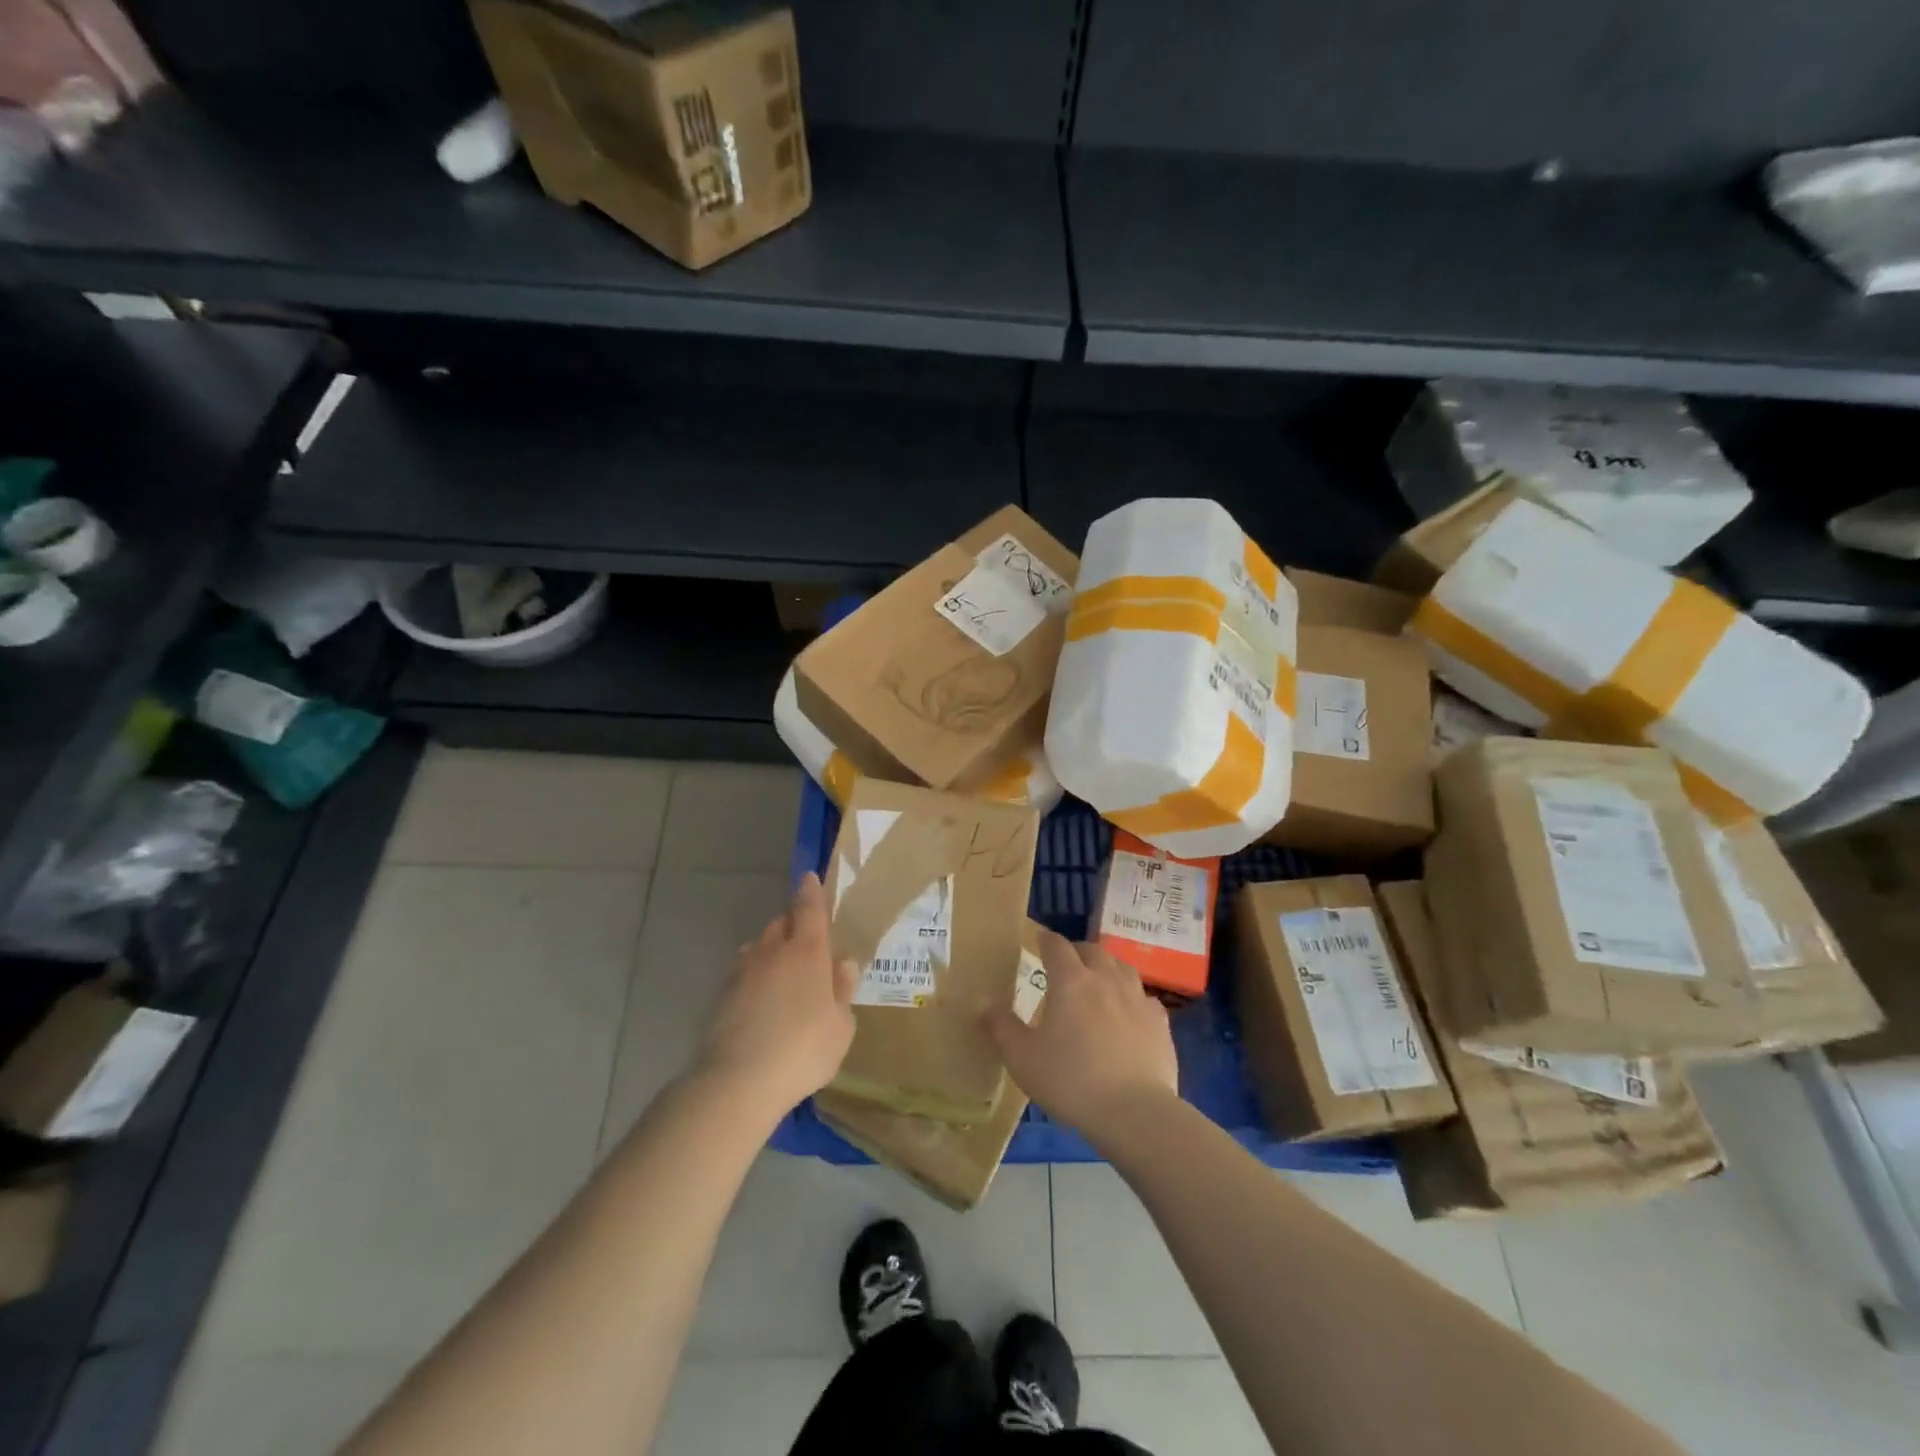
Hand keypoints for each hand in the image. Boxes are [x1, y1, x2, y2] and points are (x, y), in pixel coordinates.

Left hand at [697, 872, 856, 1119]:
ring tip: (783, 975)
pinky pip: (744, 972)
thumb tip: (842, 964)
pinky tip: (761, 1000)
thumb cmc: (804, 1050)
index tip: (809, 877)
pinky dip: (754, 976)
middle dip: (793, 924)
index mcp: (808, 951)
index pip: (810, 908)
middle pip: (782, 923)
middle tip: (806, 942)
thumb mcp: (841, 1026)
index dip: (811, 891)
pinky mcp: (722, 994)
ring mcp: (743, 970)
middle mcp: (773, 951)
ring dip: (771, 951)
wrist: (739, 1080)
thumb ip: (842, 991)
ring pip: (759, 947)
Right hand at [986, 930, 1178, 1143]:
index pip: (1056, 946)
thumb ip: (1002, 1027)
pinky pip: (1144, 998)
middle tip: (1066, 964)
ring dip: (1107, 968)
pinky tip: (1127, 1013)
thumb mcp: (1022, 1058)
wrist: (1135, 1112)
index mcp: (1071, 980)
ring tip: (1097, 981)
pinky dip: (1131, 998)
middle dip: (1077, 951)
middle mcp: (1106, 979)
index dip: (1045, 940)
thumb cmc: (1071, 1081)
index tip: (1038, 940)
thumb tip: (985, 1003)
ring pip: (1122, 967)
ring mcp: (1137, 998)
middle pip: (1093, 950)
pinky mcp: (1160, 1022)